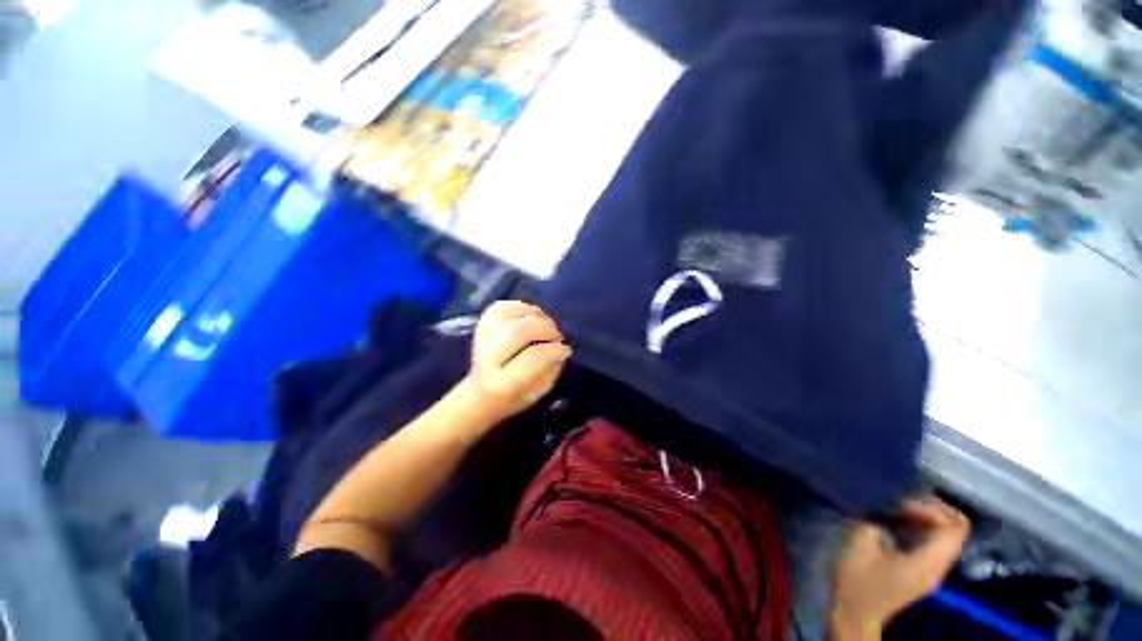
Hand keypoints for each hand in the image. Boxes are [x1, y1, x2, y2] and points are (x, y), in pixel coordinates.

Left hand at [464, 301, 571, 420]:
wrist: (480, 394)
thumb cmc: (515, 396)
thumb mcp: (538, 392)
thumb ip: (550, 369)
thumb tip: (559, 348)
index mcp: (502, 383)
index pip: (531, 358)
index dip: (553, 350)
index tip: (565, 350)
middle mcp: (487, 359)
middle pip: (517, 331)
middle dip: (545, 329)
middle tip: (556, 337)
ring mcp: (480, 339)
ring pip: (508, 314)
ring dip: (534, 315)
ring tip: (545, 325)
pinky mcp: (480, 325)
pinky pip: (501, 307)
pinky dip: (521, 307)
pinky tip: (531, 317)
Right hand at [830, 496, 970, 639]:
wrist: (855, 616)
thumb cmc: (856, 581)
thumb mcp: (860, 544)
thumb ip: (876, 520)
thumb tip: (884, 502)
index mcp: (928, 563)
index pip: (953, 527)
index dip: (930, 508)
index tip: (899, 503)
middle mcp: (939, 566)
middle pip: (958, 529)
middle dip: (935, 508)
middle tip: (904, 499)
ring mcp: (933, 570)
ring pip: (949, 535)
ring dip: (929, 517)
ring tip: (899, 507)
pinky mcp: (923, 571)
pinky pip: (936, 542)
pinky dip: (923, 527)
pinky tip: (897, 523)